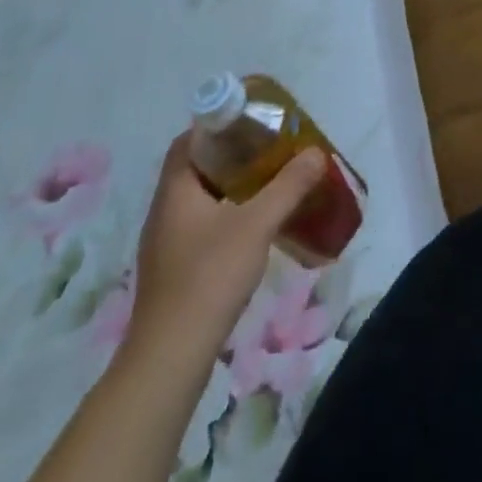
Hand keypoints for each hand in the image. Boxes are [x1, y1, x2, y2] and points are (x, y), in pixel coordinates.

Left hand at [122, 134, 327, 364]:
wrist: (169, 359)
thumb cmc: (209, 277)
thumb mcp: (257, 225)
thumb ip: (288, 186)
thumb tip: (316, 153)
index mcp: (176, 190)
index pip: (190, 140)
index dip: (219, 125)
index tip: (252, 122)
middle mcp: (165, 210)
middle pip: (197, 167)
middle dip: (233, 155)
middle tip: (269, 150)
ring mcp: (166, 243)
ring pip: (200, 199)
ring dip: (231, 187)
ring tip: (268, 184)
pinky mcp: (173, 271)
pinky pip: (201, 226)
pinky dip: (226, 216)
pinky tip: (253, 228)